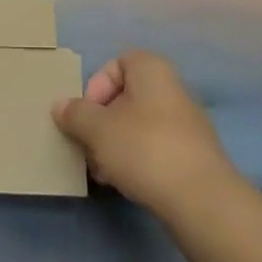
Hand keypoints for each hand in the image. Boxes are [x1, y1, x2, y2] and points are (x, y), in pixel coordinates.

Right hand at [53, 50, 236, 216]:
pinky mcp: (192, 155)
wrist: (200, 199)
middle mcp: (173, 89)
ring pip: (138, 125)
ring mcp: (186, 124)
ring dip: (115, 144)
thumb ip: (75, 114)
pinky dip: (136, 160)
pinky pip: (155, 148)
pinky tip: (124, 183)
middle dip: (102, 121)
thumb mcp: (97, 129)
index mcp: (152, 70)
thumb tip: (60, 105)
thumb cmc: (143, 148)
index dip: (97, 85)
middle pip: (126, 97)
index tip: (87, 113)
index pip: (118, 62)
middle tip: (88, 146)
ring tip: (102, 171)